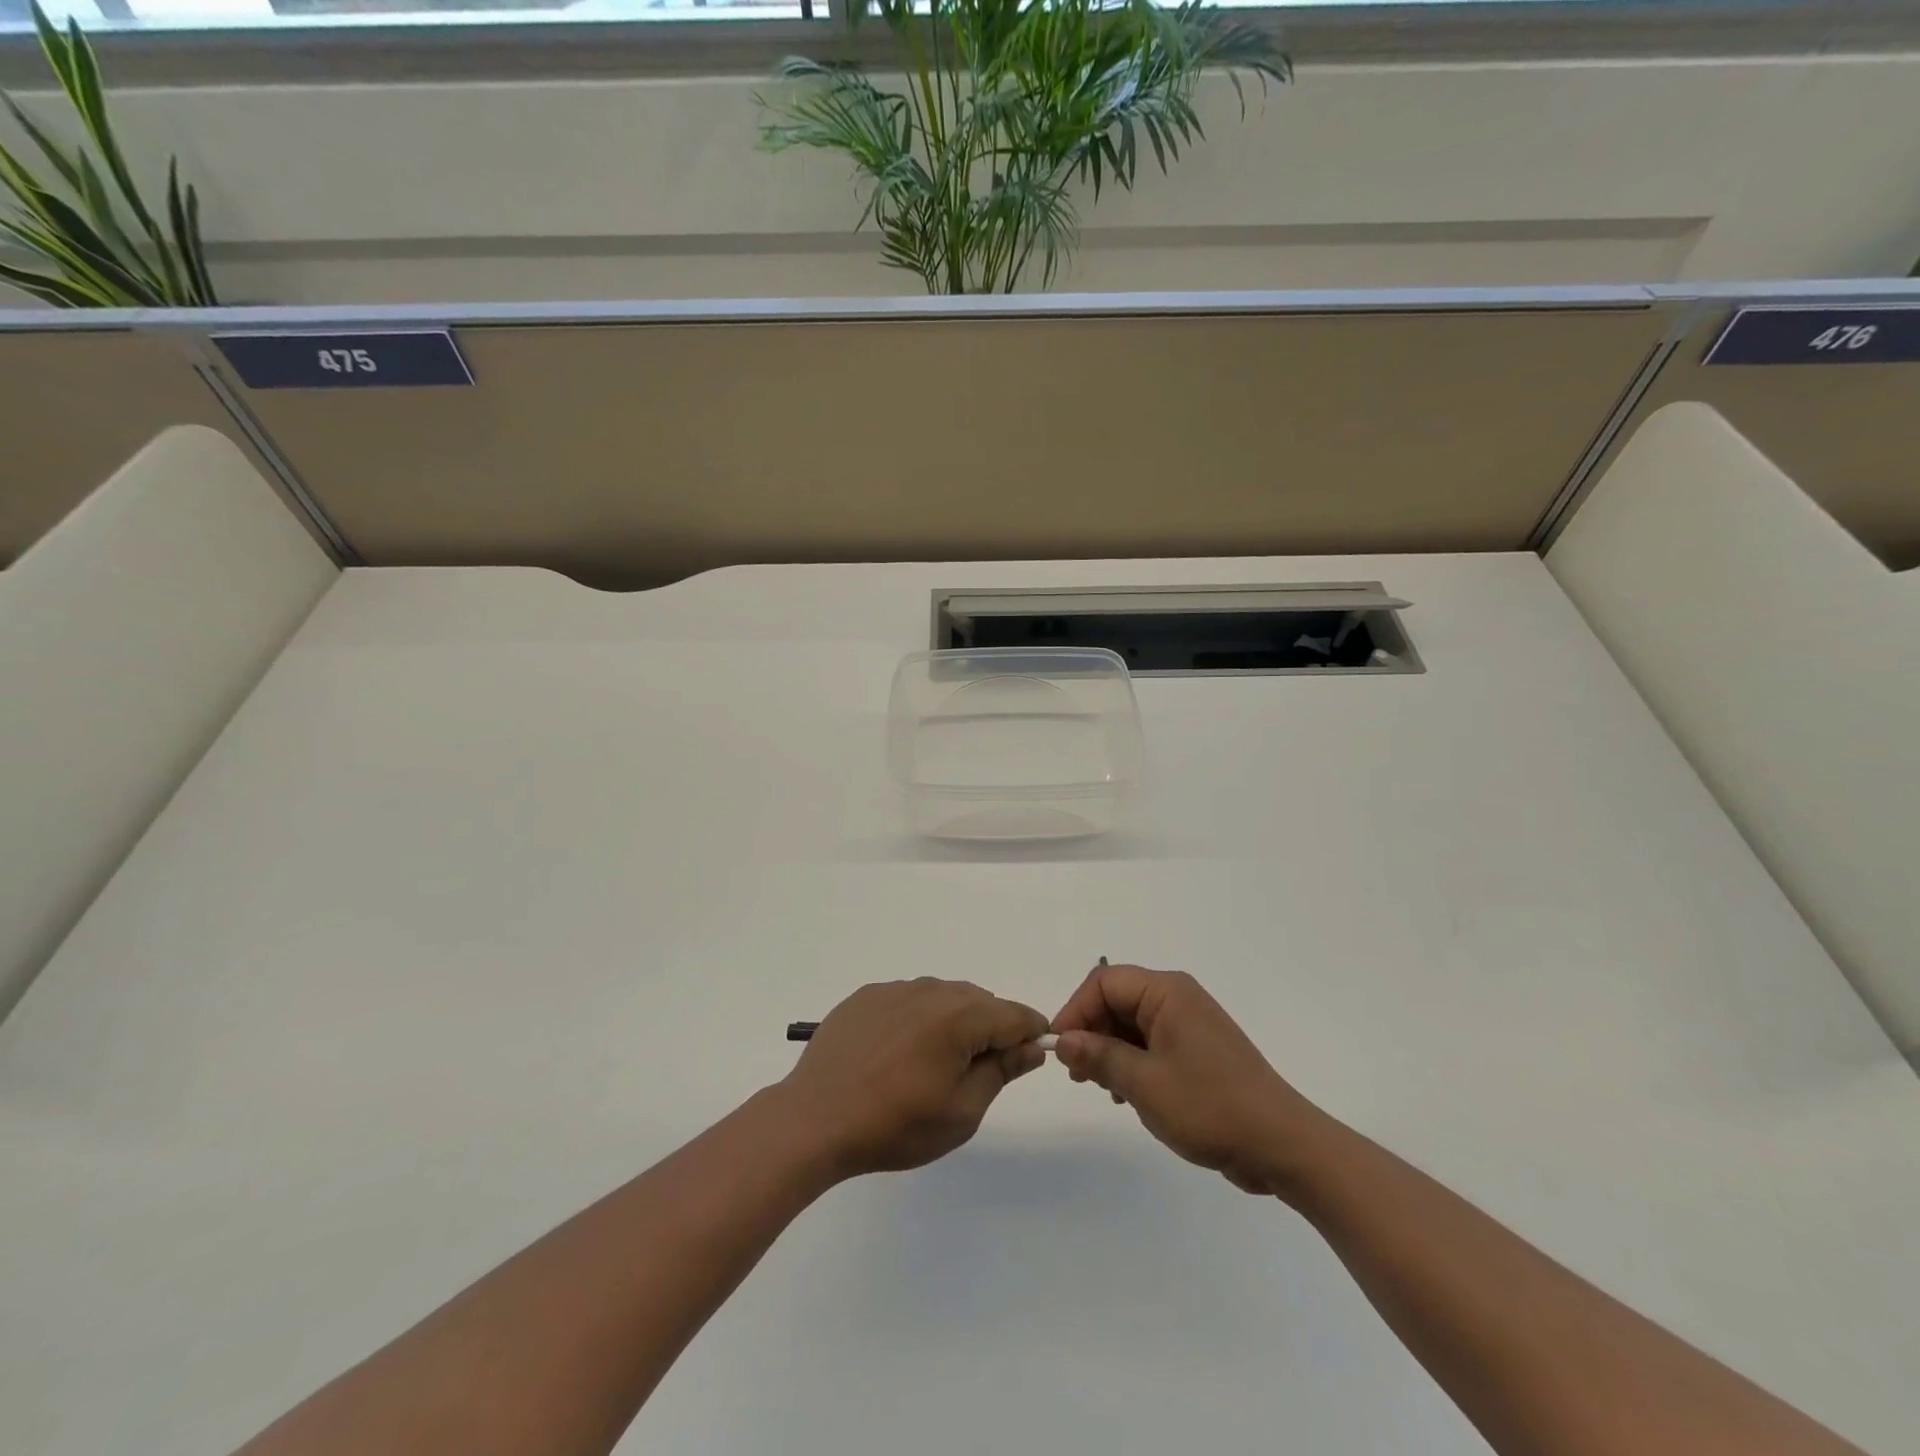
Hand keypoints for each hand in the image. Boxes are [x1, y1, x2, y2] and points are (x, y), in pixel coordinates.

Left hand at [780, 979, 1048, 1178]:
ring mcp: (895, 989)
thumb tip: (1030, 1047)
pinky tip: (897, 1054)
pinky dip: (917, 1020)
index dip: (1030, 1034)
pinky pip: (908, 1000)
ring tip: (932, 1065)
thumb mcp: (961, 1112)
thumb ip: (1001, 1072)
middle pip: (979, 1002)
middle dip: (990, 1029)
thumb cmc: (894, 1125)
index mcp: (960, 1016)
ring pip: (943, 998)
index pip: (1014, 1014)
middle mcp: (930, 990)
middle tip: (975, 1073)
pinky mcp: (866, 996)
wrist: (815, 1119)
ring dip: (952, 1022)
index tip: (1029, 1057)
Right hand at [1052, 964, 1328, 1196]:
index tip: (1059, 1047)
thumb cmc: (1209, 1106)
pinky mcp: (1198, 1052)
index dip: (1076, 1009)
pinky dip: (1132, 1062)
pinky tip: (1127, 1095)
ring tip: (1100, 1087)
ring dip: (1110, 1050)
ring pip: (1132, 1024)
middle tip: (1077, 1073)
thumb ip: (1099, 1056)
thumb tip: (1063, 1039)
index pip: (1104, 982)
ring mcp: (1190, 1026)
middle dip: (1091, 1032)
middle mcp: (1178, 999)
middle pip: (1117, 1000)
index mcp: (1167, 992)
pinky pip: (1152, 1044)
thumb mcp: (1144, 1083)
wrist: (1282, 1145)